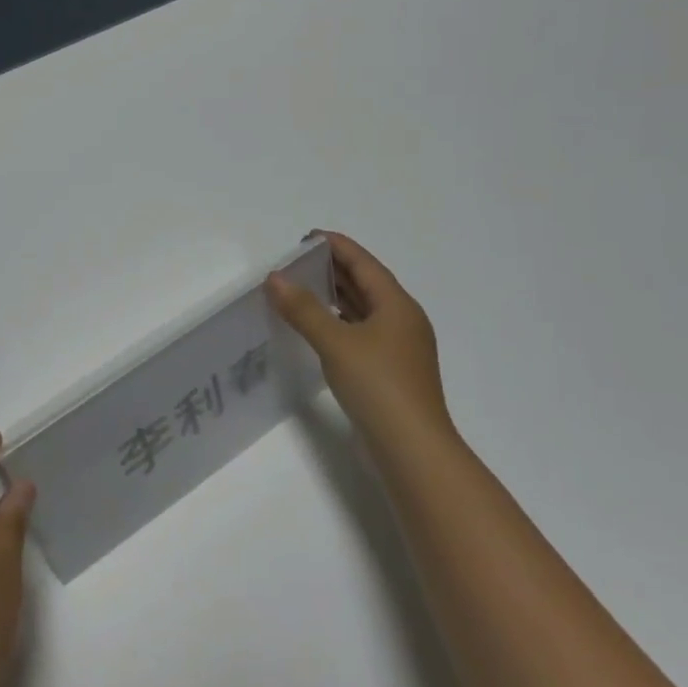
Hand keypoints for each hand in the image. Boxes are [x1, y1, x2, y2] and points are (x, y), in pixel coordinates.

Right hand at [266, 231, 453, 451]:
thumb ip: (303, 309)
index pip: (364, 264)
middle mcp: (403, 321)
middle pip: (366, 284)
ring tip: (302, 288)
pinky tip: (319, 328)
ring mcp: (399, 349)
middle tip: (297, 262)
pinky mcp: (391, 372)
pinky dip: (340, 322)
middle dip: (334, 270)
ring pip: (364, 310)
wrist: (412, 449)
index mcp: (397, 305)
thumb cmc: (378, 385)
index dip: (337, 246)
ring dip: (336, 297)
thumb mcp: (336, 342)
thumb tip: (275, 278)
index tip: (307, 237)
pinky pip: (362, 333)